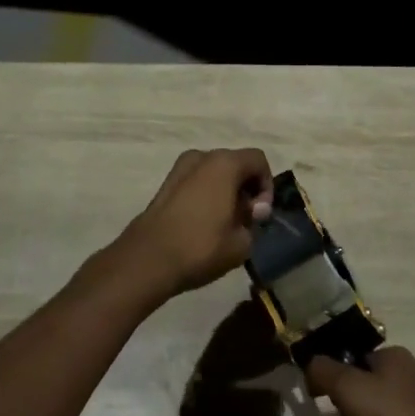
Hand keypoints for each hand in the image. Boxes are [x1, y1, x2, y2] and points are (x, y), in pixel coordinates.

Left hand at [112, 149, 274, 302]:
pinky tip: (204, 223)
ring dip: (226, 191)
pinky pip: (197, 181)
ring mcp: (180, 167)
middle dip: (246, 188)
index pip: (258, 160)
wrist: (148, 259)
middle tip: (245, 219)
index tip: (260, 215)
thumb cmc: (200, 247)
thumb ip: (253, 221)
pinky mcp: (166, 183)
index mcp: (225, 163)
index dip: (266, 186)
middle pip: (236, 163)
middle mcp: (202, 156)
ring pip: (214, 172)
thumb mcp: (241, 243)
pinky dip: (207, 194)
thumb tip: (250, 211)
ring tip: (225, 223)